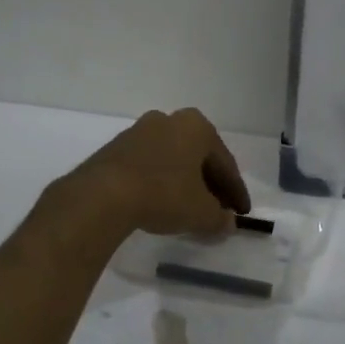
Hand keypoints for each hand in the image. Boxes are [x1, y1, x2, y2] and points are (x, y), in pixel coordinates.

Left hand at [61, 108, 250, 238]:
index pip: (225, 163)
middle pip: (199, 157)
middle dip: (210, 184)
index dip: (236, 192)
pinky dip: (160, 182)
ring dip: (184, 182)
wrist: (103, 195)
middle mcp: (170, 120)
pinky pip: (149, 165)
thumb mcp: (201, 213)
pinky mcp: (116, 148)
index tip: (242, 213)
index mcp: (197, 127)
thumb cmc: (164, 194)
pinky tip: (161, 202)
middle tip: (218, 210)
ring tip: (189, 208)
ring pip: (173, 159)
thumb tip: (226, 223)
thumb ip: (219, 218)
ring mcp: (139, 131)